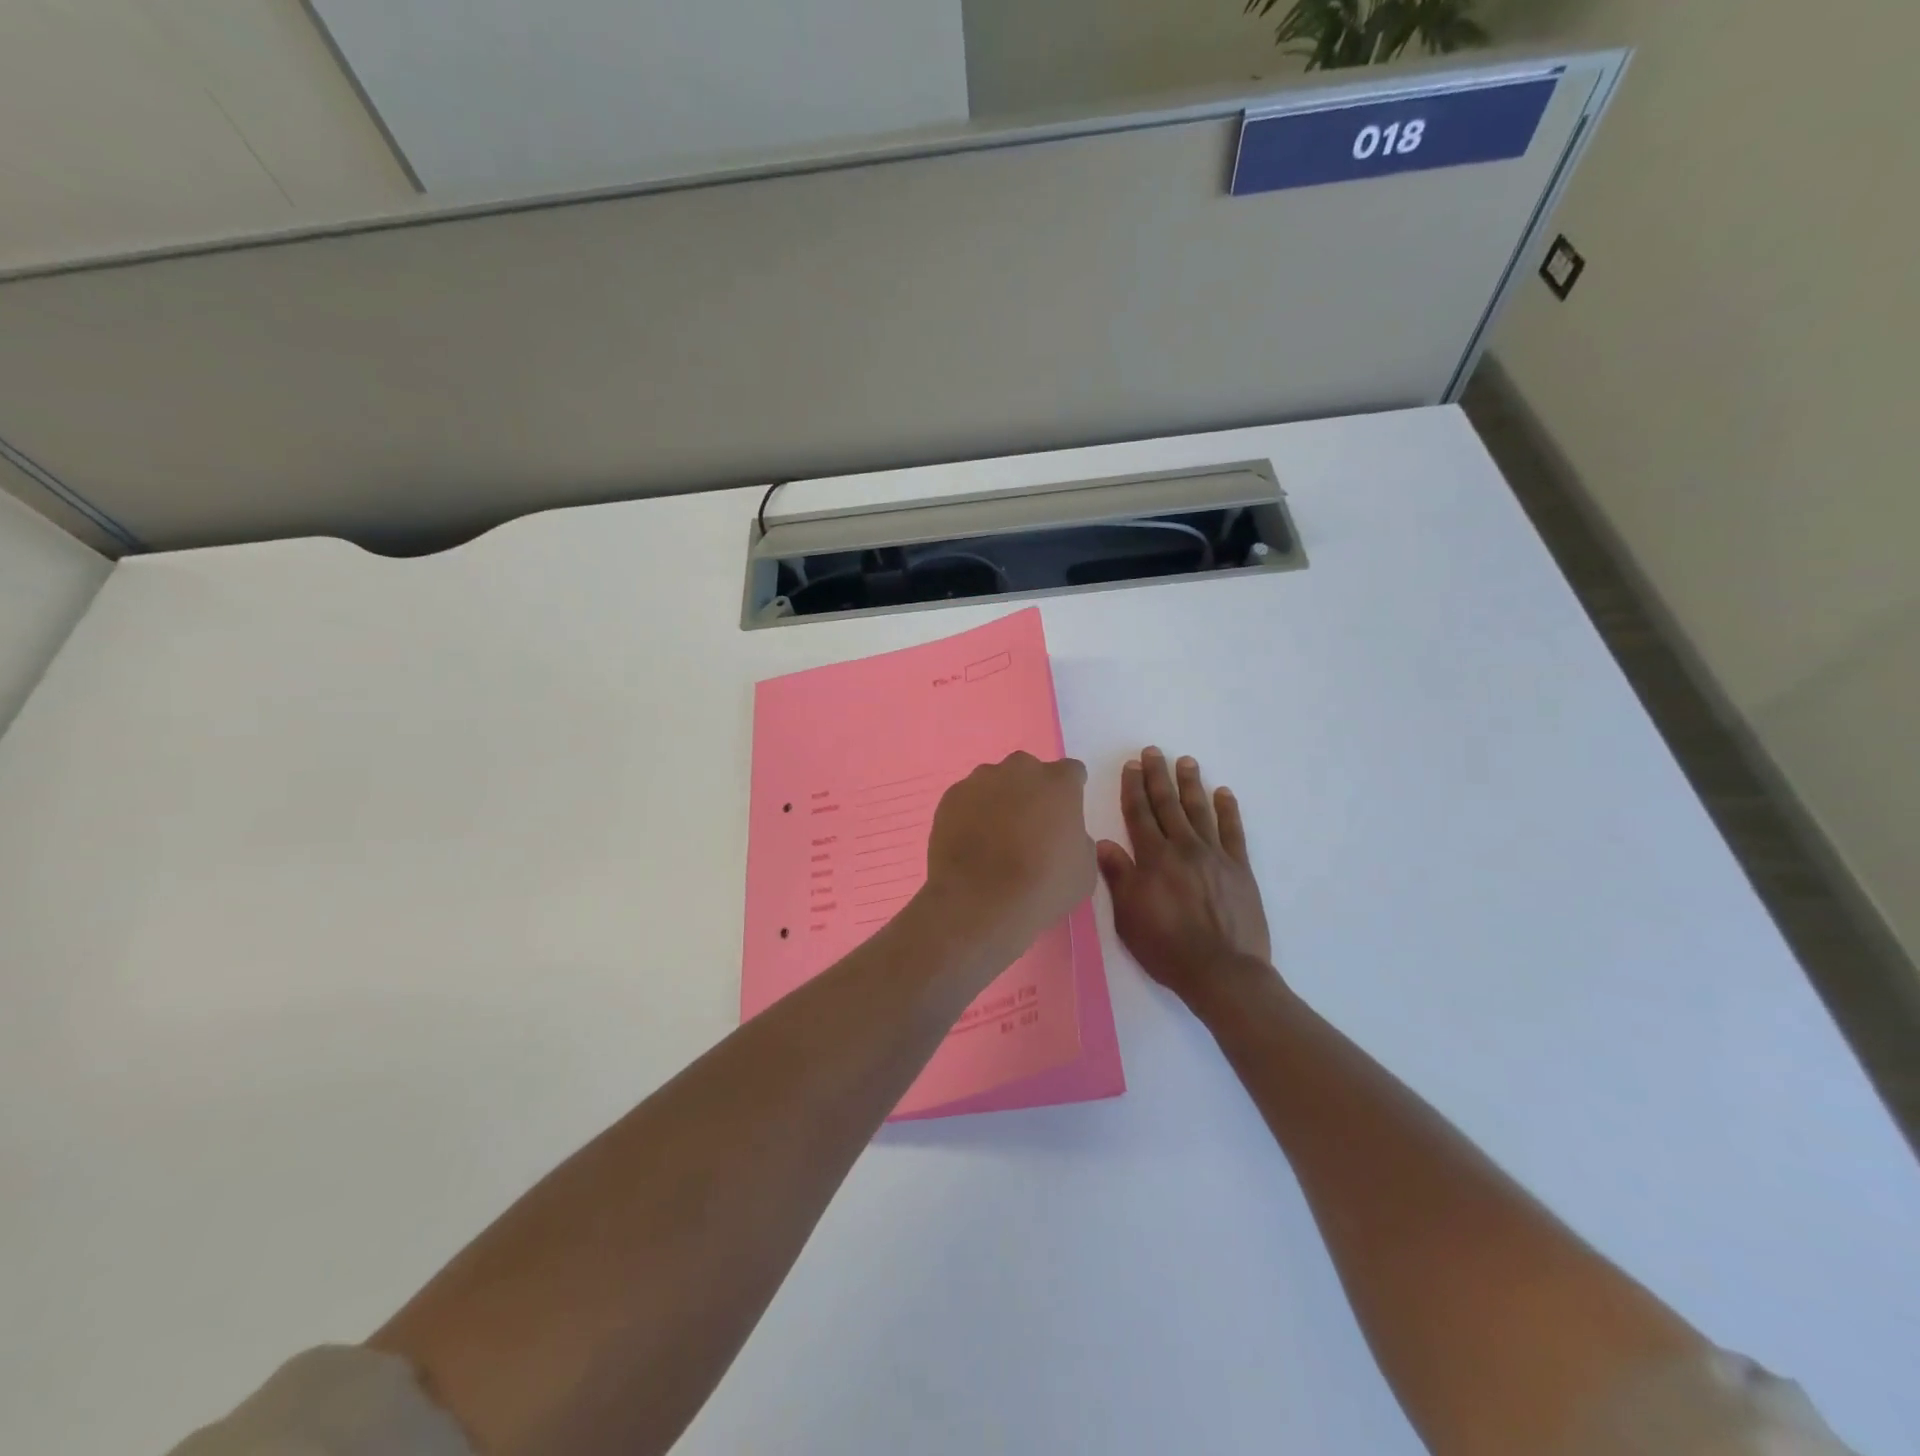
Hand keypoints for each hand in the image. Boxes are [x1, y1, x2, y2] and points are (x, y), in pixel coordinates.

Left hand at [924, 751, 1095, 952]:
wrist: (979, 900)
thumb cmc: (1042, 886)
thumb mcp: (1084, 870)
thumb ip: (1078, 840)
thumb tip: (1064, 835)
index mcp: (1059, 782)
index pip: (1071, 773)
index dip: (1068, 793)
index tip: (1063, 815)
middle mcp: (1020, 770)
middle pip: (1029, 772)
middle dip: (1031, 791)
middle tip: (1029, 826)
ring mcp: (981, 780)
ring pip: (995, 782)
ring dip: (999, 800)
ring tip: (994, 837)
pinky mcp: (951, 796)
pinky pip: (968, 798)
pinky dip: (971, 813)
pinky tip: (972, 842)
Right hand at [1097, 747, 1274, 1010]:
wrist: (1223, 972)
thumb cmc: (1167, 948)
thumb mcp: (1129, 917)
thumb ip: (1118, 877)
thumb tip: (1103, 843)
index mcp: (1153, 859)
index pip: (1139, 814)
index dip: (1133, 788)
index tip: (1131, 765)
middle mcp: (1183, 848)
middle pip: (1168, 805)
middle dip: (1158, 777)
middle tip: (1154, 752)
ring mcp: (1215, 856)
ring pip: (1200, 810)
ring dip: (1191, 784)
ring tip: (1186, 761)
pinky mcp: (1240, 869)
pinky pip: (1233, 831)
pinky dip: (1228, 810)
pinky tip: (1224, 793)